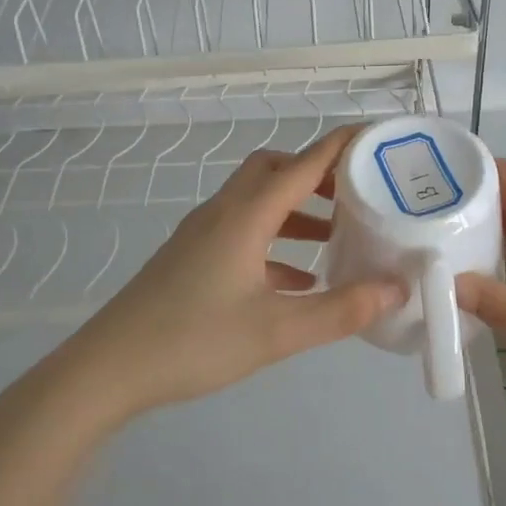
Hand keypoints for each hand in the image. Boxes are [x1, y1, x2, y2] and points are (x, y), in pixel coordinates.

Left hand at [47, 125, 406, 423]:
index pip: (304, 163)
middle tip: (357, 193)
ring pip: (258, 201)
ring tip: (336, 236)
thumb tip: (397, 289)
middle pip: (275, 169)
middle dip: (317, 173)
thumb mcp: (277, 331)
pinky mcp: (192, 257)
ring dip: (297, 209)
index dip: (342, 145)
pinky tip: (296, 279)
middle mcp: (225, 212)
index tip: (378, 136)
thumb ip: (341, 310)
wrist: (108, 368)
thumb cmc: (194, 341)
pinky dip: (275, 242)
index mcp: (247, 215)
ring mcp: (204, 233)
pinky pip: (243, 233)